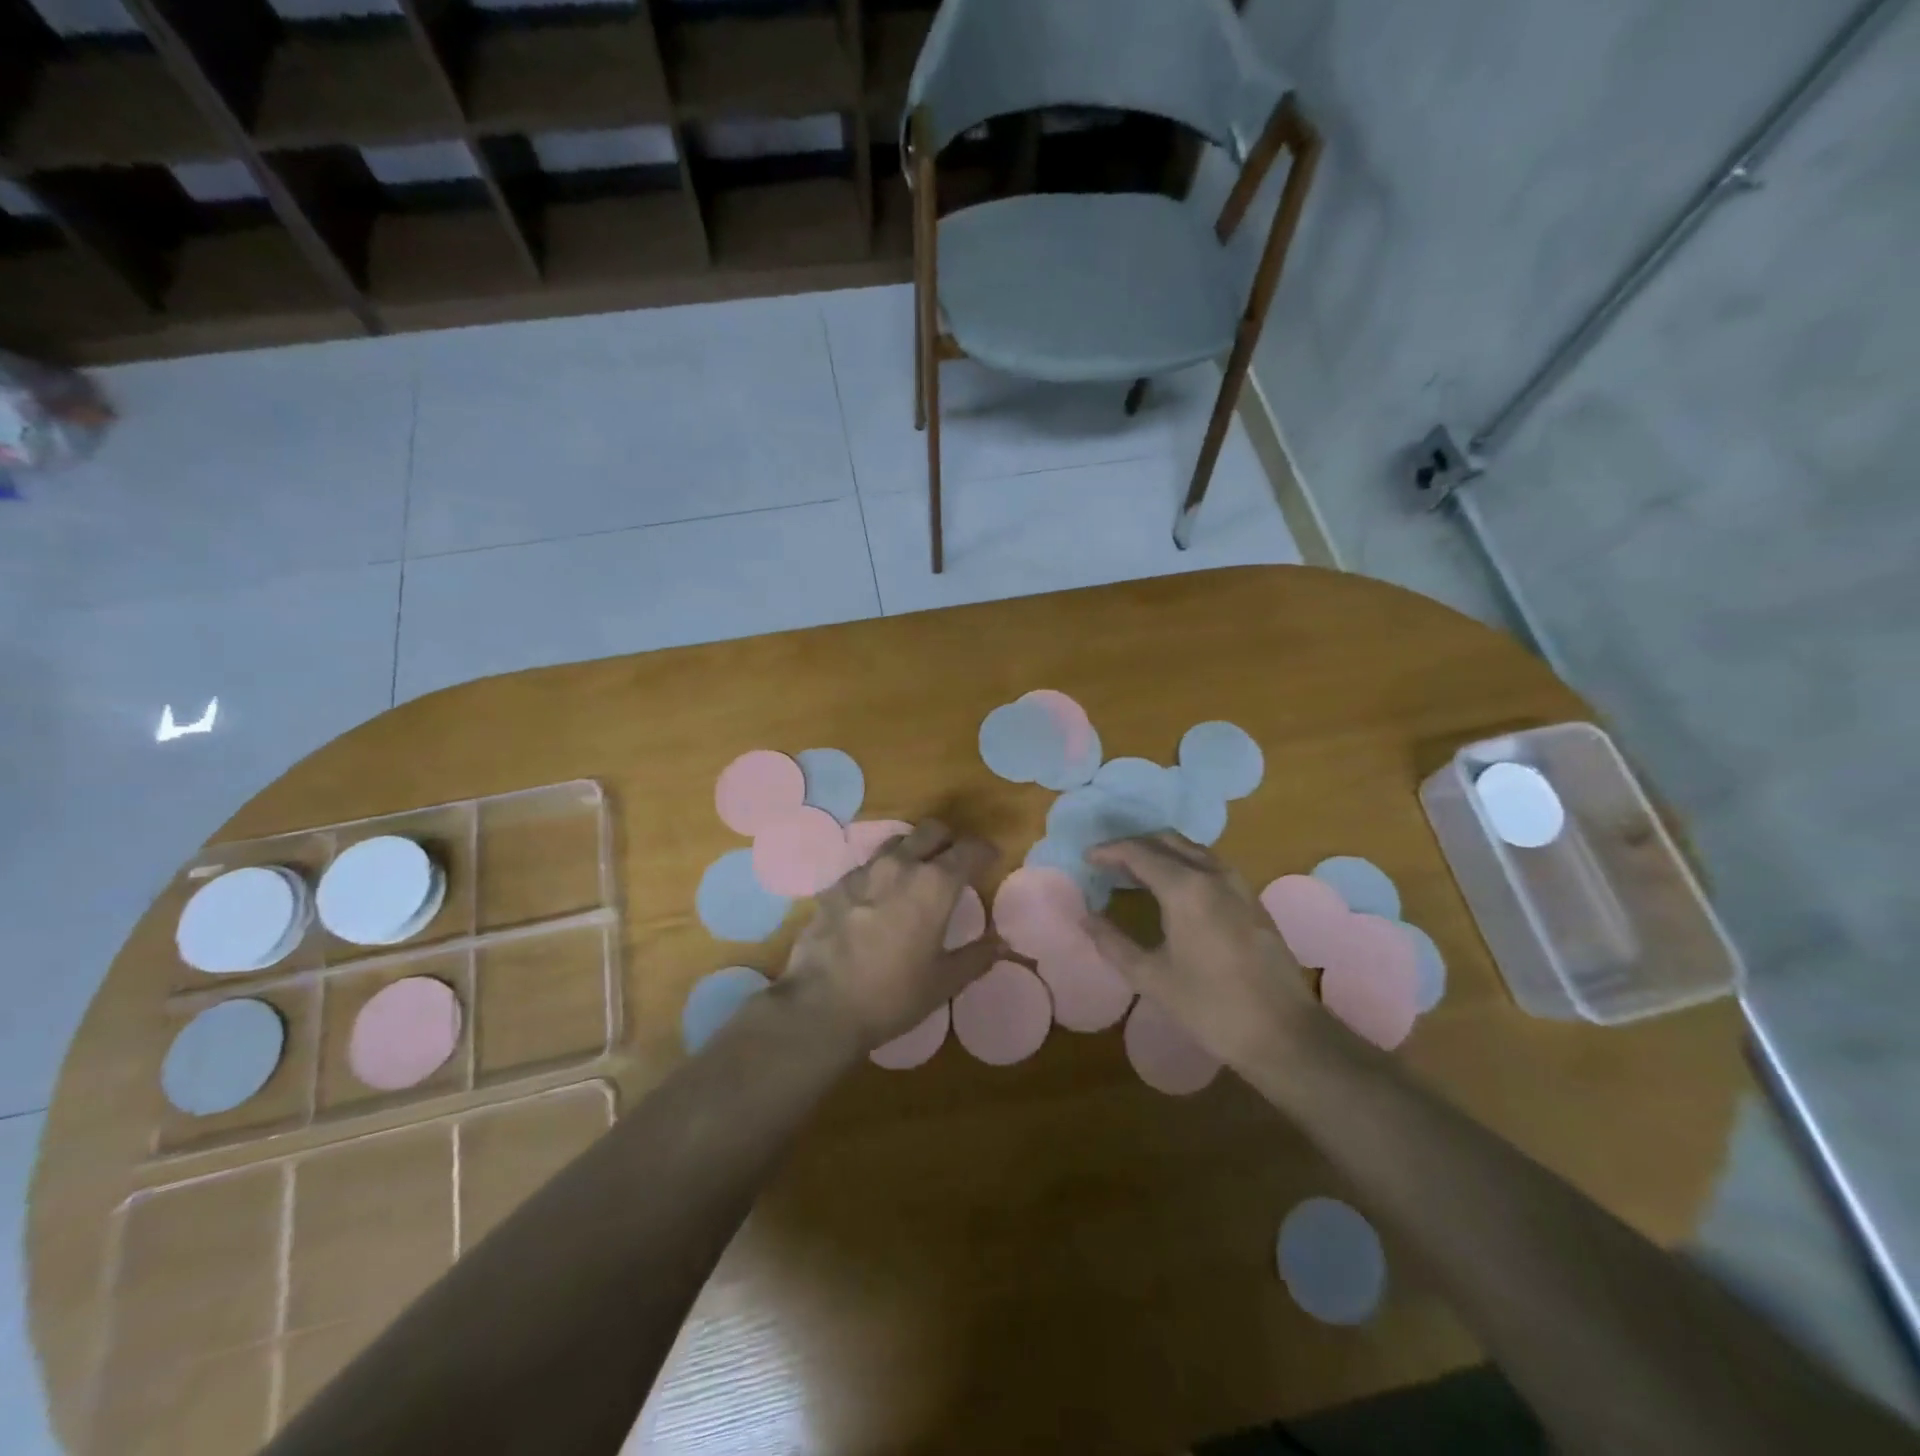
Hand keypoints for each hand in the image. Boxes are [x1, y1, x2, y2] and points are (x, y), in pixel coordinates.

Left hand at [781, 819, 1002, 1049]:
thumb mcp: (943, 982)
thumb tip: (1001, 944)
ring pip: (898, 841)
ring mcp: (864, 871)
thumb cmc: (891, 995)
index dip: (985, 851)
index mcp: (935, 884)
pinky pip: (868, 865)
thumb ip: (976, 957)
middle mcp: (901, 865)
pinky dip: (883, 872)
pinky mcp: (836, 884)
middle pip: (932, 831)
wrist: (820, 1005)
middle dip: (950, 840)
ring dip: (914, 850)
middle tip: (955, 864)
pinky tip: (880, 898)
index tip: (992, 861)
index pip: (969, 849)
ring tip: (917, 876)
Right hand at [1083, 833, 1322, 1070]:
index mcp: (1186, 888)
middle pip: (1166, 841)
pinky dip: (1183, 864)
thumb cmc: (1211, 1007)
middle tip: (1108, 861)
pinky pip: (1210, 865)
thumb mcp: (1152, 978)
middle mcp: (1213, 874)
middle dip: (1134, 845)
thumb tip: (1086, 918)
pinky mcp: (1252, 899)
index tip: (1087, 858)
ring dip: (1160, 852)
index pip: (1139, 853)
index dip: (1109, 851)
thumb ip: (1113, 943)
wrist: (1285, 1033)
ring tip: (1134, 872)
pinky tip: (1172, 889)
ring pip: (1191, 849)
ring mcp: (1238, 884)